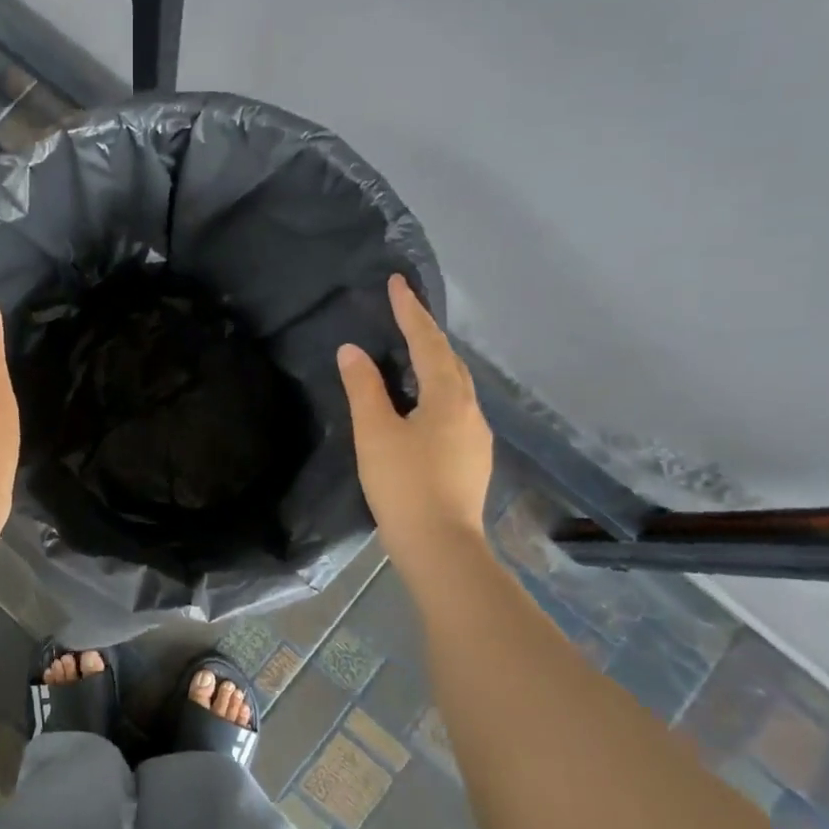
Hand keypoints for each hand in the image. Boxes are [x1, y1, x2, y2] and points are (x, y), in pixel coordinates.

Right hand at [337, 275, 494, 568]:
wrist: (441, 546)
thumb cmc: (404, 484)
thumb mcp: (375, 432)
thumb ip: (364, 387)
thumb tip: (352, 350)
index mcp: (448, 396)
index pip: (427, 342)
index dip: (410, 311)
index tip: (397, 282)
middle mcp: (470, 409)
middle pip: (449, 359)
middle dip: (426, 332)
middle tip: (404, 310)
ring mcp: (476, 435)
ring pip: (456, 384)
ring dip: (435, 360)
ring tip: (412, 349)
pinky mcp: (472, 457)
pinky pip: (455, 406)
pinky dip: (438, 388)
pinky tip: (424, 401)